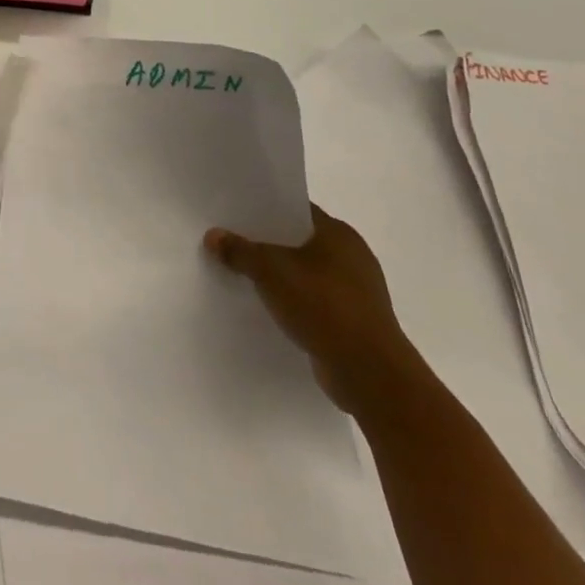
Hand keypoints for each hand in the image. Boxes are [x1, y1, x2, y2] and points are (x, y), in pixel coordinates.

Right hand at [205, 205, 422, 415]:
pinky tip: (269, 307)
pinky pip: (314, 301)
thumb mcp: (271, 272)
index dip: (265, 209)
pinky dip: (294, 301)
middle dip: (268, 243)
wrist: (371, 375)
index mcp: (339, 234)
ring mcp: (356, 291)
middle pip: (299, 241)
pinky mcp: (353, 322)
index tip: (235, 212)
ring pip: (306, 273)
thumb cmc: (324, 307)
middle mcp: (352, 256)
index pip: (296, 209)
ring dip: (280, 276)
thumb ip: (240, 251)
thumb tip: (213, 235)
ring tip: (244, 275)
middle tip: (232, 242)